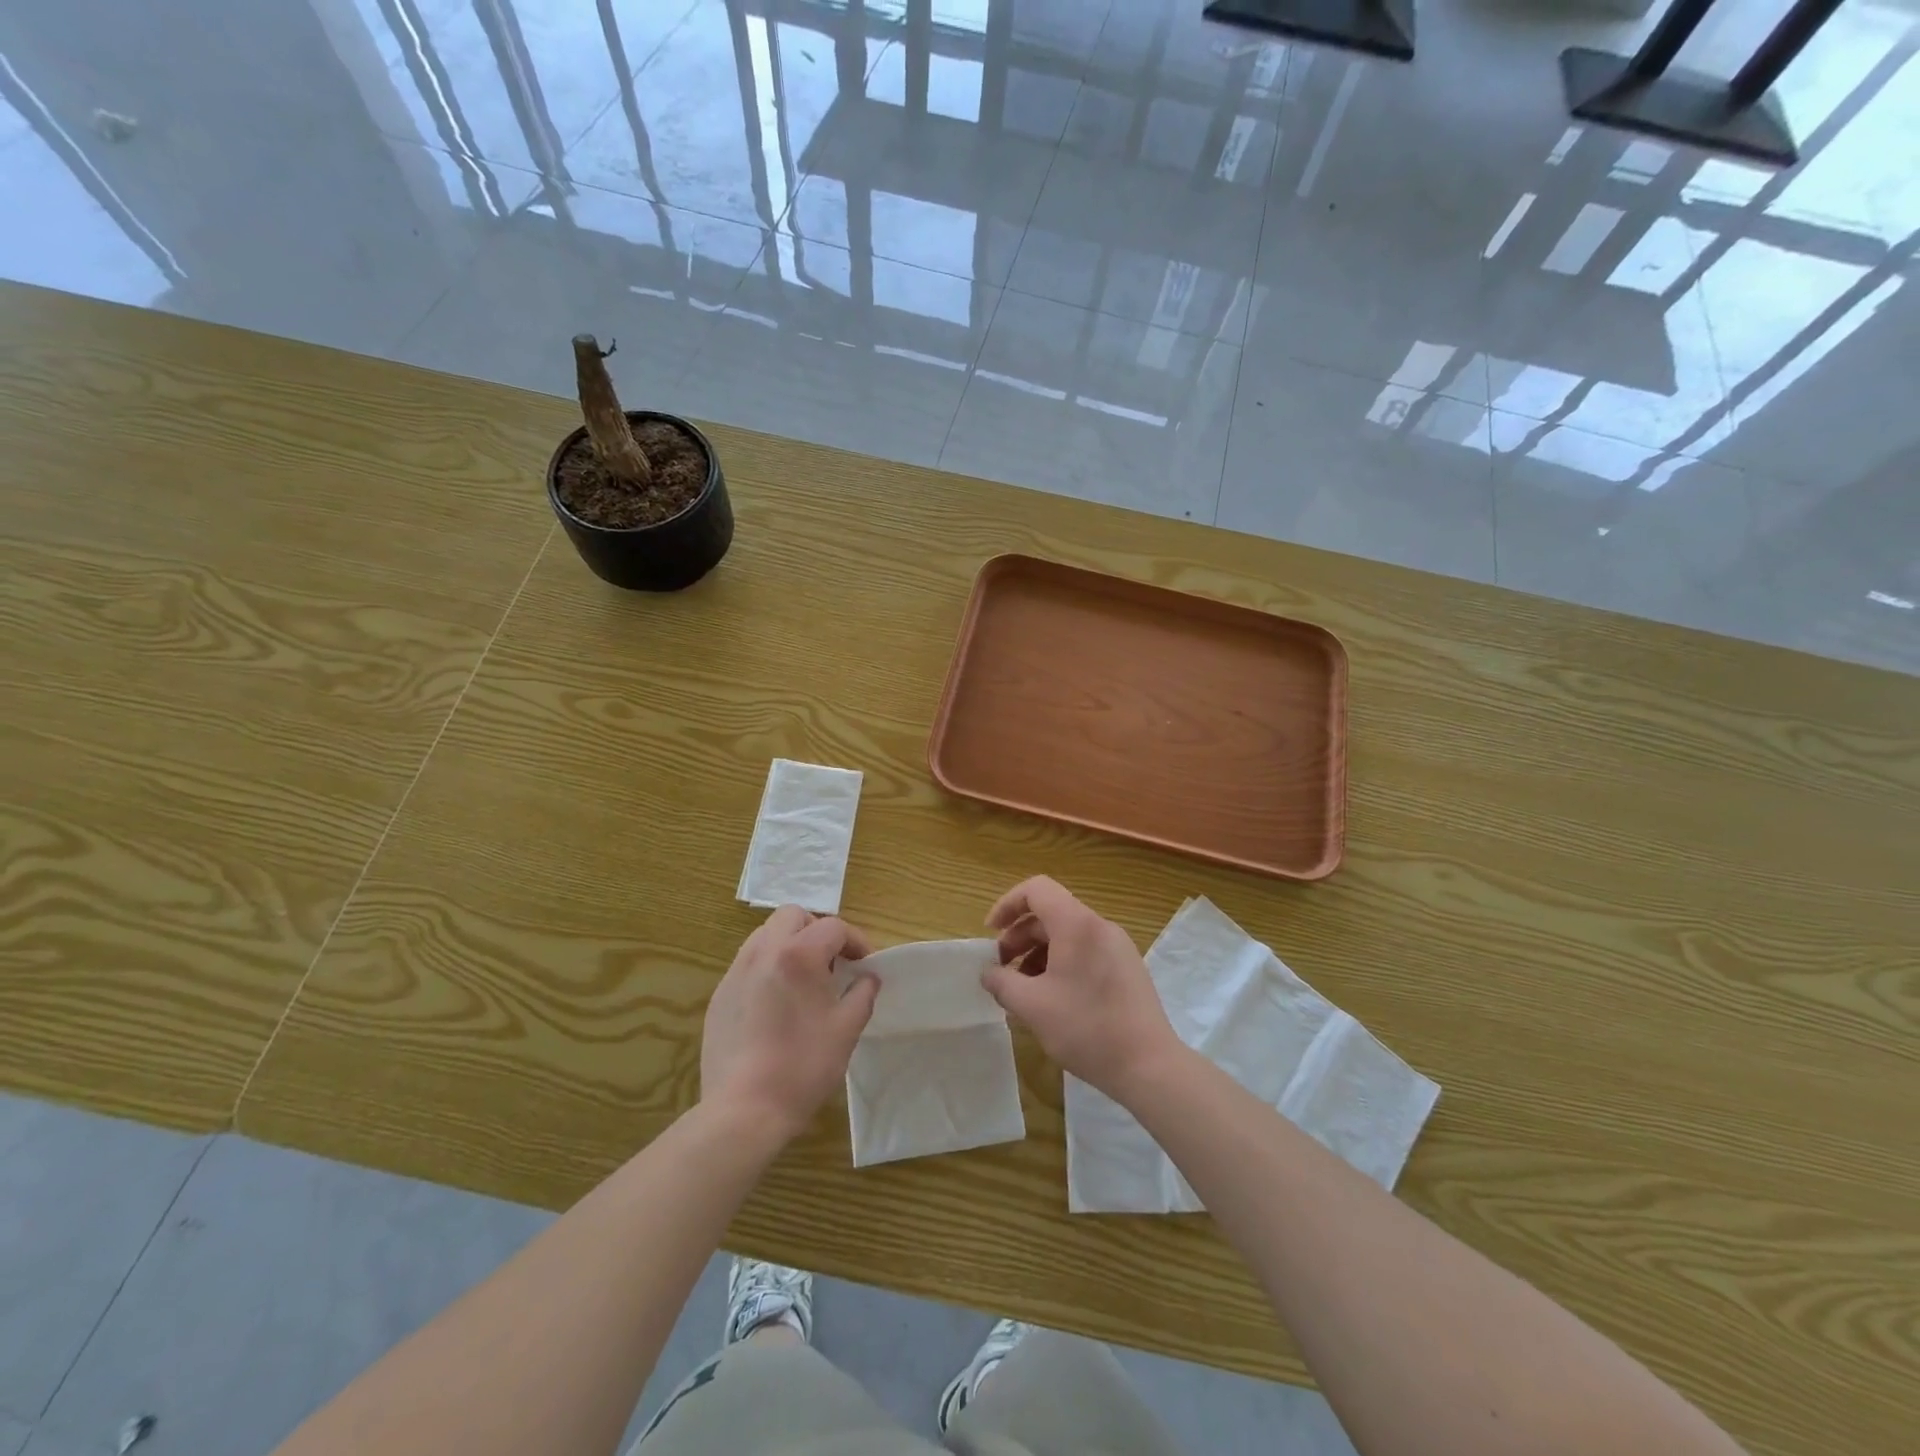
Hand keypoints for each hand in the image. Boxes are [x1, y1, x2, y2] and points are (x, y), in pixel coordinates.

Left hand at [701, 906, 877, 1140]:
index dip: (856, 941)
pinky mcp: (720, 995)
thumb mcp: (847, 1029)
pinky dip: (768, 967)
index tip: (864, 965)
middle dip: (817, 931)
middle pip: (793, 916)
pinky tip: (777, 1004)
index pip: (833, 927)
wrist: (743, 1110)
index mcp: (798, 955)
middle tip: (832, 963)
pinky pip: (748, 963)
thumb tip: (867, 978)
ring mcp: (736, 972)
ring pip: (766, 935)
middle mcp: (763, 952)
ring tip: (804, 980)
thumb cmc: (803, 1066)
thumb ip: (862, 994)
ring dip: (790, 944)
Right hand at [983, 877, 1180, 1098]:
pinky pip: (1085, 952)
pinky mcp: (1127, 969)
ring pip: (1067, 935)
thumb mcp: (1032, 1007)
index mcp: (1077, 924)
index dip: (1007, 904)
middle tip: (1002, 970)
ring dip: (1038, 954)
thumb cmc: (1086, 1028)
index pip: (1036, 889)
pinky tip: (1051, 1000)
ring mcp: (1117, 947)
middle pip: (1050, 914)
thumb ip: (1002, 983)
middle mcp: (1100, 927)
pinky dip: (1060, 964)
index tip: (990, 934)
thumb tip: (989, 973)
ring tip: (1023, 990)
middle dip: (1019, 937)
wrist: (1149, 1066)